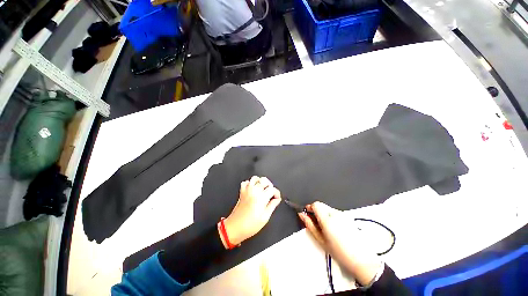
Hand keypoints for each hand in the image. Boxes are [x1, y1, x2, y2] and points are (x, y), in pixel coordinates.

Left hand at [221, 176, 281, 246]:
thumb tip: (277, 200)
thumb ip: (272, 206)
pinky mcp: (242, 192)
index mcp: (261, 197)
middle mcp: (254, 191)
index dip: (277, 193)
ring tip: (263, 189)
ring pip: (255, 178)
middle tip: (271, 194)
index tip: (277, 198)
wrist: (235, 227)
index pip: (273, 189)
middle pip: (265, 181)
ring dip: (260, 182)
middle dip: (270, 186)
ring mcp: (247, 190)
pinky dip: (250, 183)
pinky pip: (246, 182)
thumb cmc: (249, 225)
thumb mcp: (265, 218)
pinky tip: (253, 189)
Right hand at [299, 202, 381, 285]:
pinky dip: (331, 216)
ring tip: (327, 228)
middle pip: (321, 205)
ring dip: (324, 213)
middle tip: (316, 223)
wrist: (362, 259)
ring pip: (328, 208)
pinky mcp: (349, 217)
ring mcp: (343, 214)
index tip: (308, 214)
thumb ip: (309, 225)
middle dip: (316, 211)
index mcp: (327, 219)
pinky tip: (335, 228)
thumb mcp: (321, 240)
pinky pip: (335, 212)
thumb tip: (301, 214)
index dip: (310, 207)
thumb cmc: (339, 252)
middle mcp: (335, 213)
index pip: (315, 204)